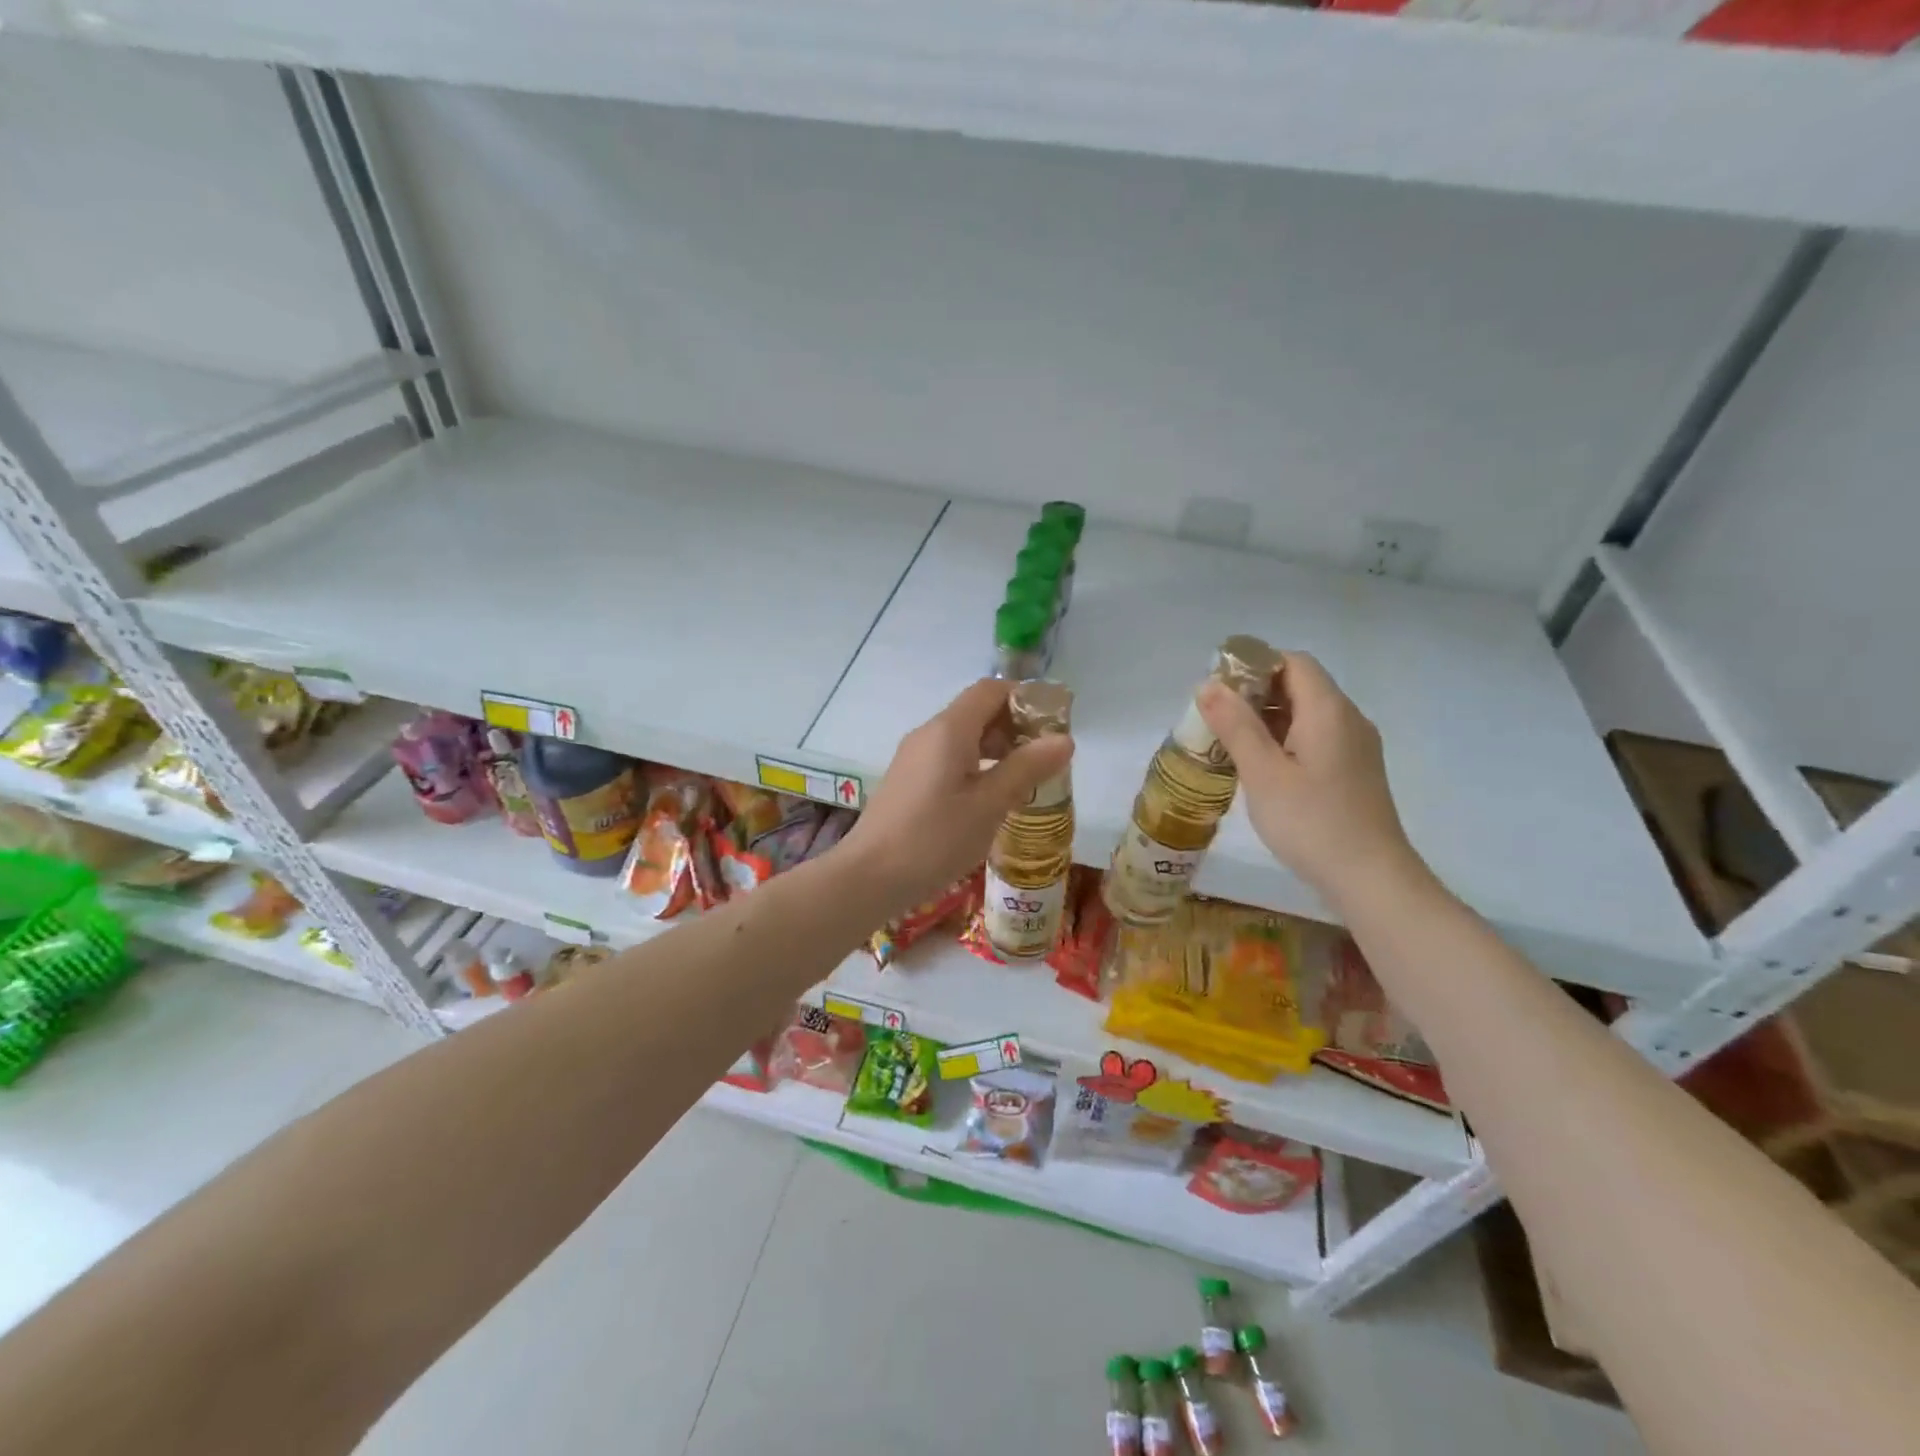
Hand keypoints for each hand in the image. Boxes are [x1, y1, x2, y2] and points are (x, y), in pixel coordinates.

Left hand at [838, 679, 1073, 917]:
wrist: (869, 876)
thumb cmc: (934, 839)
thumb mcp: (989, 805)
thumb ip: (1026, 768)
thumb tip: (1064, 739)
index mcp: (949, 730)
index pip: (991, 690)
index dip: (1025, 699)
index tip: (1055, 724)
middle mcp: (928, 734)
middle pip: (977, 711)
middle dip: (1015, 727)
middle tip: (1046, 759)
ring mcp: (914, 757)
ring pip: (963, 737)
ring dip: (996, 749)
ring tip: (1025, 781)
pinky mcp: (908, 780)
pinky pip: (948, 758)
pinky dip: (976, 766)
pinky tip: (990, 798)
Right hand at [1197, 651, 1427, 911]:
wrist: (1371, 880)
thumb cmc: (1312, 823)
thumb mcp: (1263, 774)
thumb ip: (1235, 725)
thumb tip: (1208, 684)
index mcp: (1328, 710)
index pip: (1293, 662)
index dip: (1254, 665)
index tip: (1219, 690)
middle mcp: (1348, 719)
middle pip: (1300, 685)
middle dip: (1255, 694)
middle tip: (1216, 720)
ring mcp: (1356, 747)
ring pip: (1307, 714)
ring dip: (1268, 720)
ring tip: (1230, 745)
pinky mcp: (1354, 771)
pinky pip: (1316, 739)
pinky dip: (1285, 741)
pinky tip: (1261, 770)